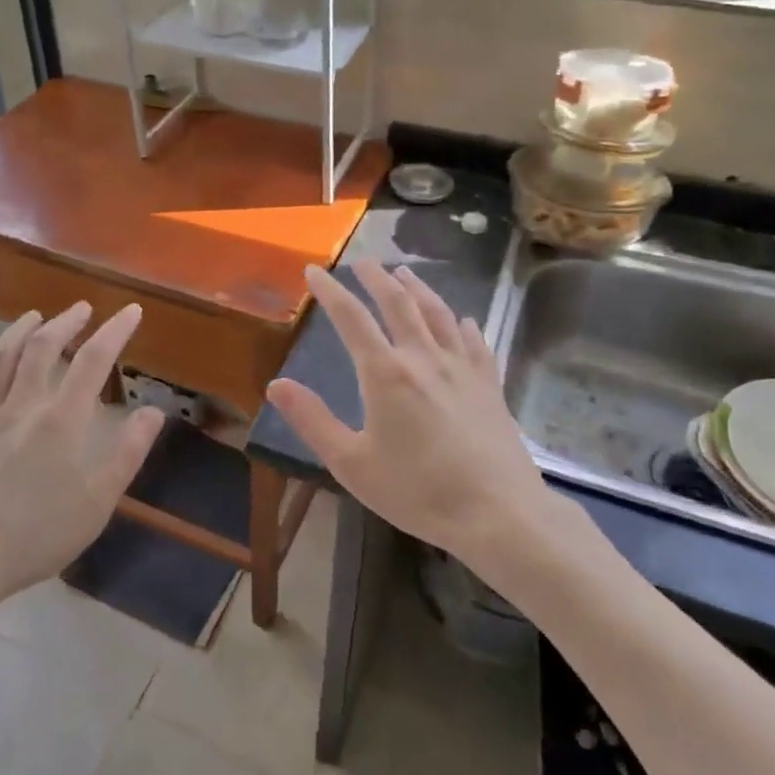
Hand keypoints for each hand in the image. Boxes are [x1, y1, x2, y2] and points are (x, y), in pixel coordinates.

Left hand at [0, 302, 164, 618]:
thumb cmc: (33, 535)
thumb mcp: (96, 503)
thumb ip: (127, 454)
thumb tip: (154, 412)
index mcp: (60, 420)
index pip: (93, 361)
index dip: (115, 330)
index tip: (131, 310)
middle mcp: (21, 407)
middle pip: (42, 348)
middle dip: (65, 322)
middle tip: (81, 308)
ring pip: (0, 360)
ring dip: (18, 331)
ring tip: (33, 316)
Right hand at [266, 262, 546, 560]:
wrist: (498, 513)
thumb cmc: (417, 491)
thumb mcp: (351, 463)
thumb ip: (312, 420)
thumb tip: (276, 385)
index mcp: (385, 373)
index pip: (351, 318)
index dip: (330, 291)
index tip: (314, 270)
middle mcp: (423, 358)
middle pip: (398, 303)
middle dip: (376, 278)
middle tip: (363, 261)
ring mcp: (462, 368)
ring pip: (438, 314)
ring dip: (418, 289)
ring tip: (405, 273)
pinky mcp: (489, 384)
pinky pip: (474, 342)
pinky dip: (462, 324)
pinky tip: (462, 320)